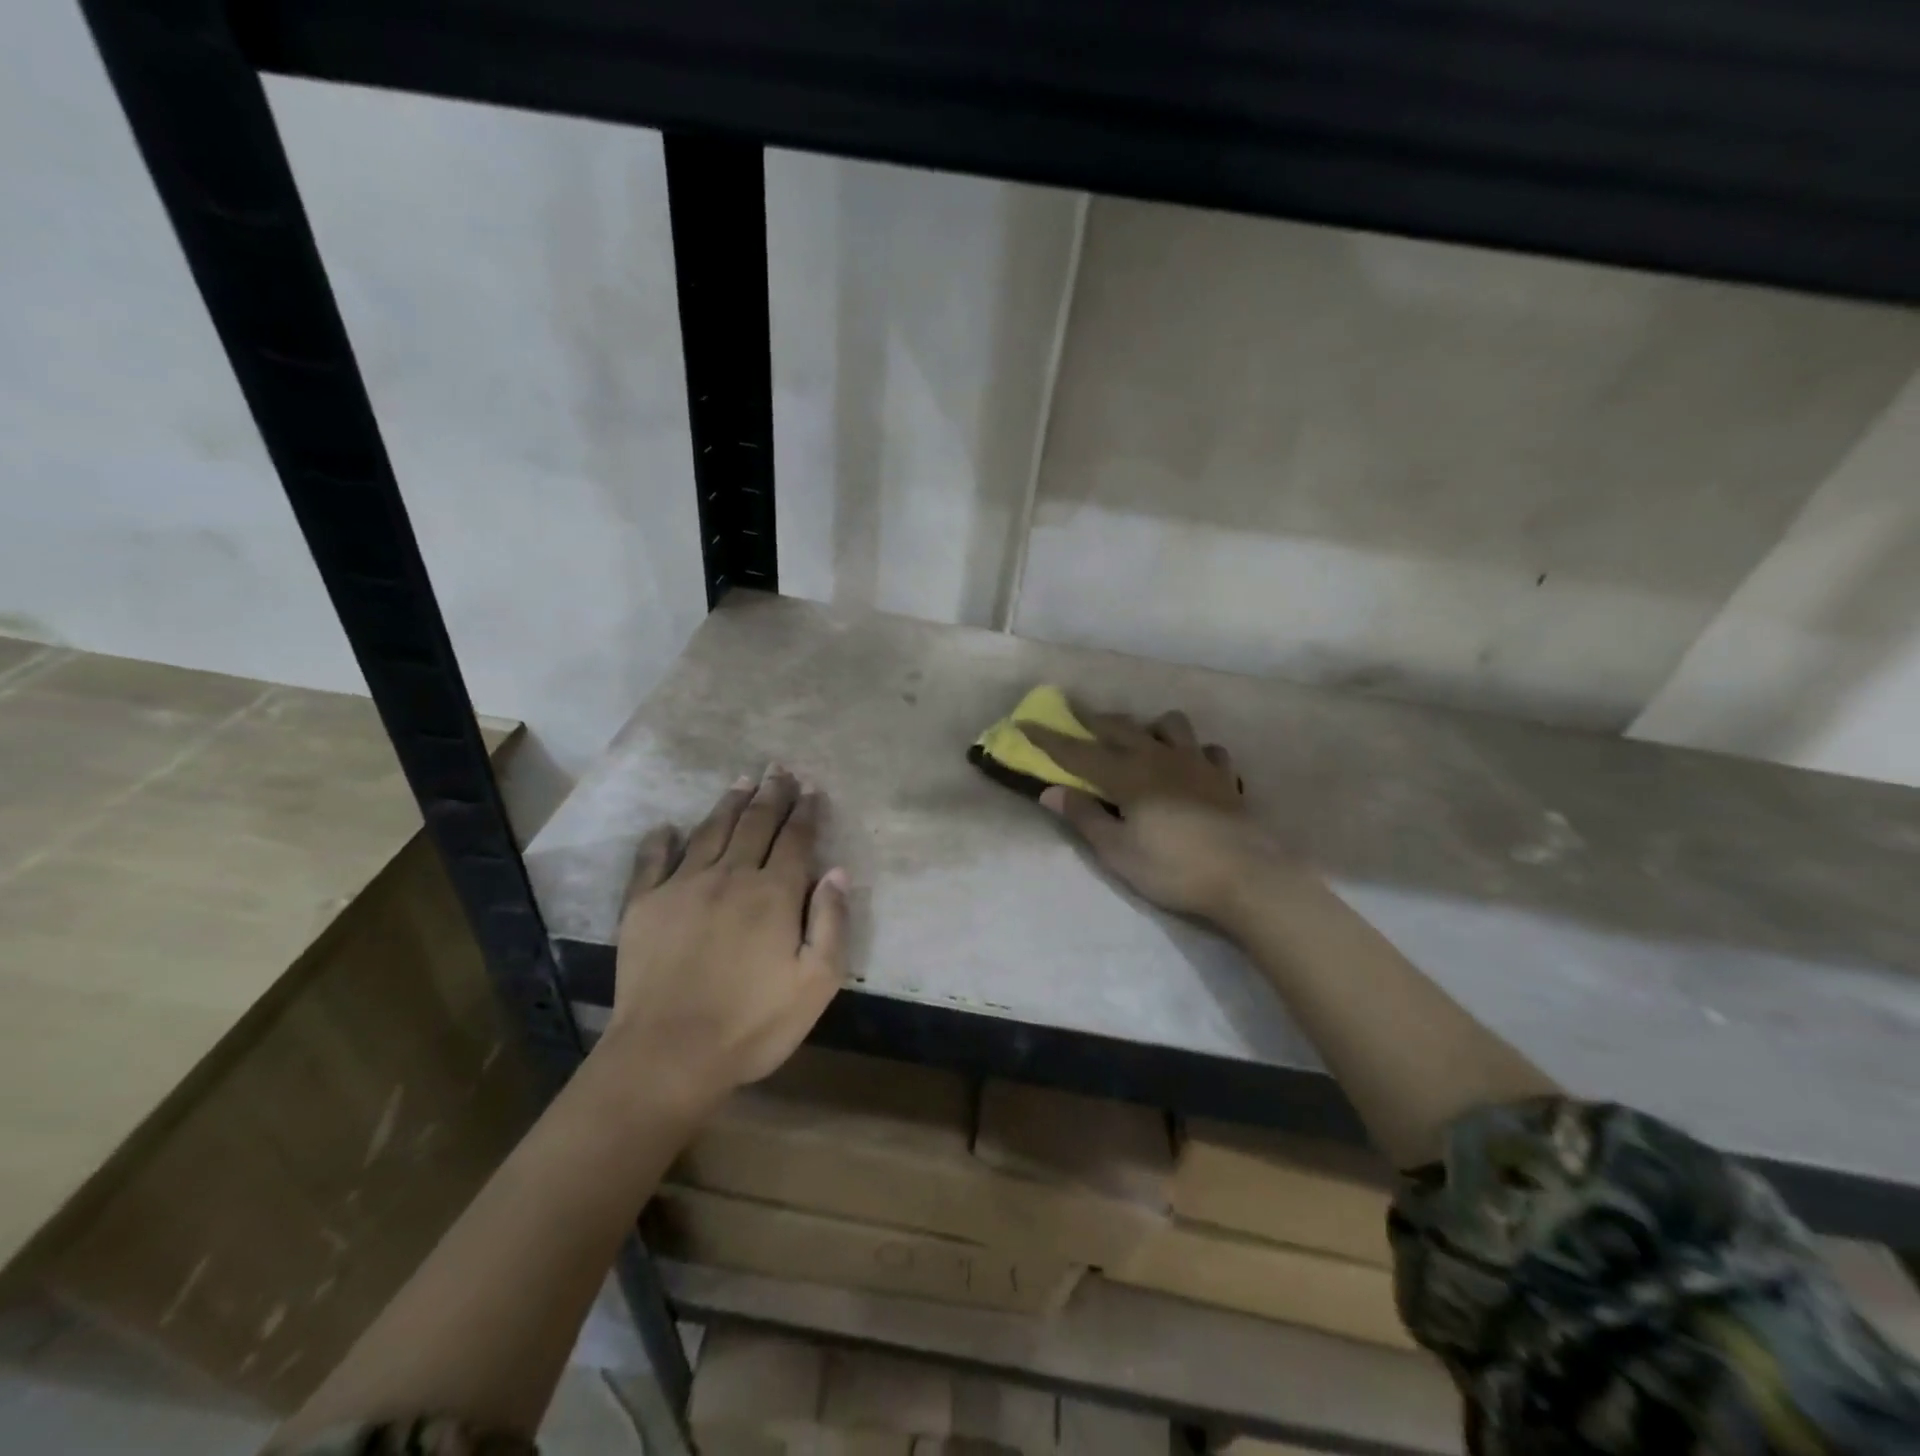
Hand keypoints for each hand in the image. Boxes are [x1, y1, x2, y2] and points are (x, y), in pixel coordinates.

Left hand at [597, 766, 847, 1110]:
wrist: (668, 1055)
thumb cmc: (752, 1024)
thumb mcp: (816, 983)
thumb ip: (832, 922)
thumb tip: (837, 871)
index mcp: (773, 894)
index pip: (794, 839)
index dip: (805, 811)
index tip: (811, 788)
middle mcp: (729, 876)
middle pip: (755, 825)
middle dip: (771, 794)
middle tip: (779, 769)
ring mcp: (681, 887)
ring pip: (710, 832)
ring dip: (729, 804)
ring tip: (742, 781)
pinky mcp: (643, 905)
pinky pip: (652, 861)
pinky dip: (660, 840)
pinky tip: (667, 827)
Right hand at [1027, 708, 1280, 923]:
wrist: (1247, 876)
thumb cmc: (1173, 868)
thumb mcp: (1118, 852)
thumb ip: (1085, 817)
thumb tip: (1051, 792)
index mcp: (1128, 777)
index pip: (1078, 753)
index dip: (1049, 739)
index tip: (1024, 722)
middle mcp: (1159, 759)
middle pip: (1121, 728)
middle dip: (1094, 720)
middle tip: (1077, 715)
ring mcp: (1196, 764)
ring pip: (1170, 726)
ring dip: (1150, 727)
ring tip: (1143, 741)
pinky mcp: (1225, 778)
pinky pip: (1208, 751)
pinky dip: (1194, 753)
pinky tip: (1191, 767)